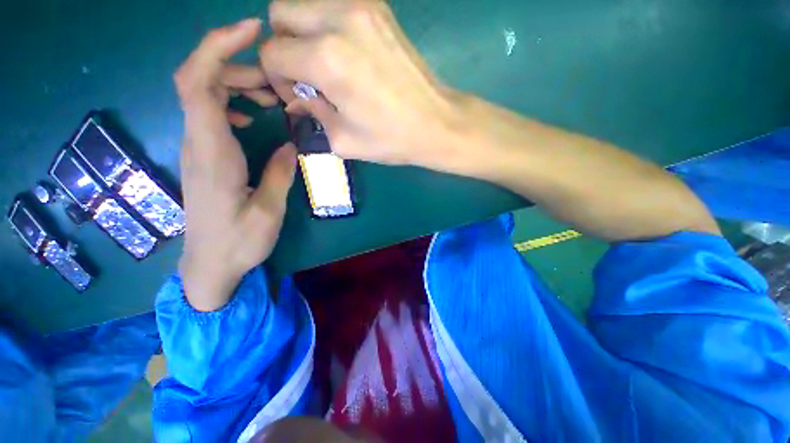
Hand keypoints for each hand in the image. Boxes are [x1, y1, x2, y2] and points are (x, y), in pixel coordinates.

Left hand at [175, 18, 296, 311]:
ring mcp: (197, 148)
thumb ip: (279, 173)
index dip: (219, 46)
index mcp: (211, 153)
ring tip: (271, 97)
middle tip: (277, 81)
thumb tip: (290, 143)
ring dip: (237, 84)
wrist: (210, 264)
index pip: (198, 81)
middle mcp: (197, 142)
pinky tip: (251, 115)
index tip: (252, 30)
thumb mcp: (268, 211)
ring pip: (204, 94)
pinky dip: (230, 102)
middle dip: (238, 65)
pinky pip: (209, 113)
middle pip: (200, 79)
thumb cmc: (239, 243)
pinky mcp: (203, 155)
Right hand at [260, 0, 468, 171]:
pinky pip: (335, 5)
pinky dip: (329, 25)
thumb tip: (296, 98)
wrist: (436, 123)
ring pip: (306, 5)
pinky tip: (348, 53)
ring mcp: (362, 6)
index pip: (272, 54)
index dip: (277, 78)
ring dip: (305, 33)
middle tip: (308, 76)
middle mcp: (338, 19)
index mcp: (325, 59)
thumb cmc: (391, 139)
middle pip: (280, 15)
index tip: (298, 95)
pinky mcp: (380, 8)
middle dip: (285, 47)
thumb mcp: (343, 140)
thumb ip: (311, 114)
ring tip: (328, 66)